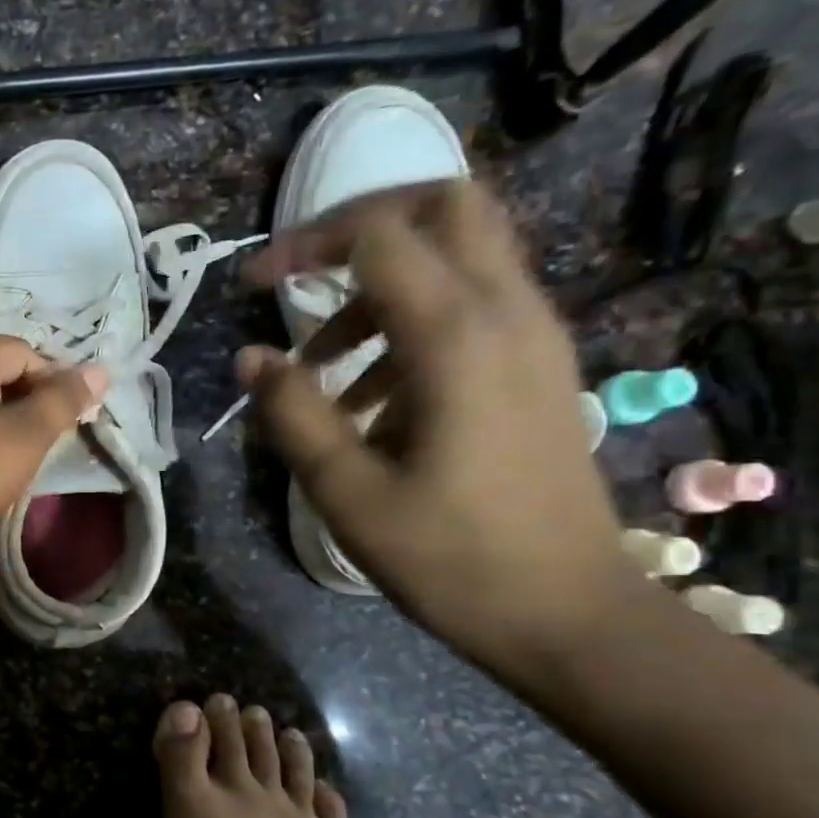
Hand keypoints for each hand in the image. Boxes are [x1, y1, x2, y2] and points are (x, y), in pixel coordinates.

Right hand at [238, 179, 637, 669]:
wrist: (568, 613)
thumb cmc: (450, 558)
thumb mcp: (347, 492)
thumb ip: (293, 413)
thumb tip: (250, 355)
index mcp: (457, 339)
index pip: (380, 234)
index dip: (305, 243)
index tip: (252, 285)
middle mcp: (508, 314)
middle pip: (445, 205)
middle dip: (360, 224)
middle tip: (300, 273)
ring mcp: (534, 336)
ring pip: (460, 252)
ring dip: (379, 285)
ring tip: (324, 366)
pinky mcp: (537, 366)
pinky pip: (473, 303)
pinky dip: (411, 321)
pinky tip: (372, 400)